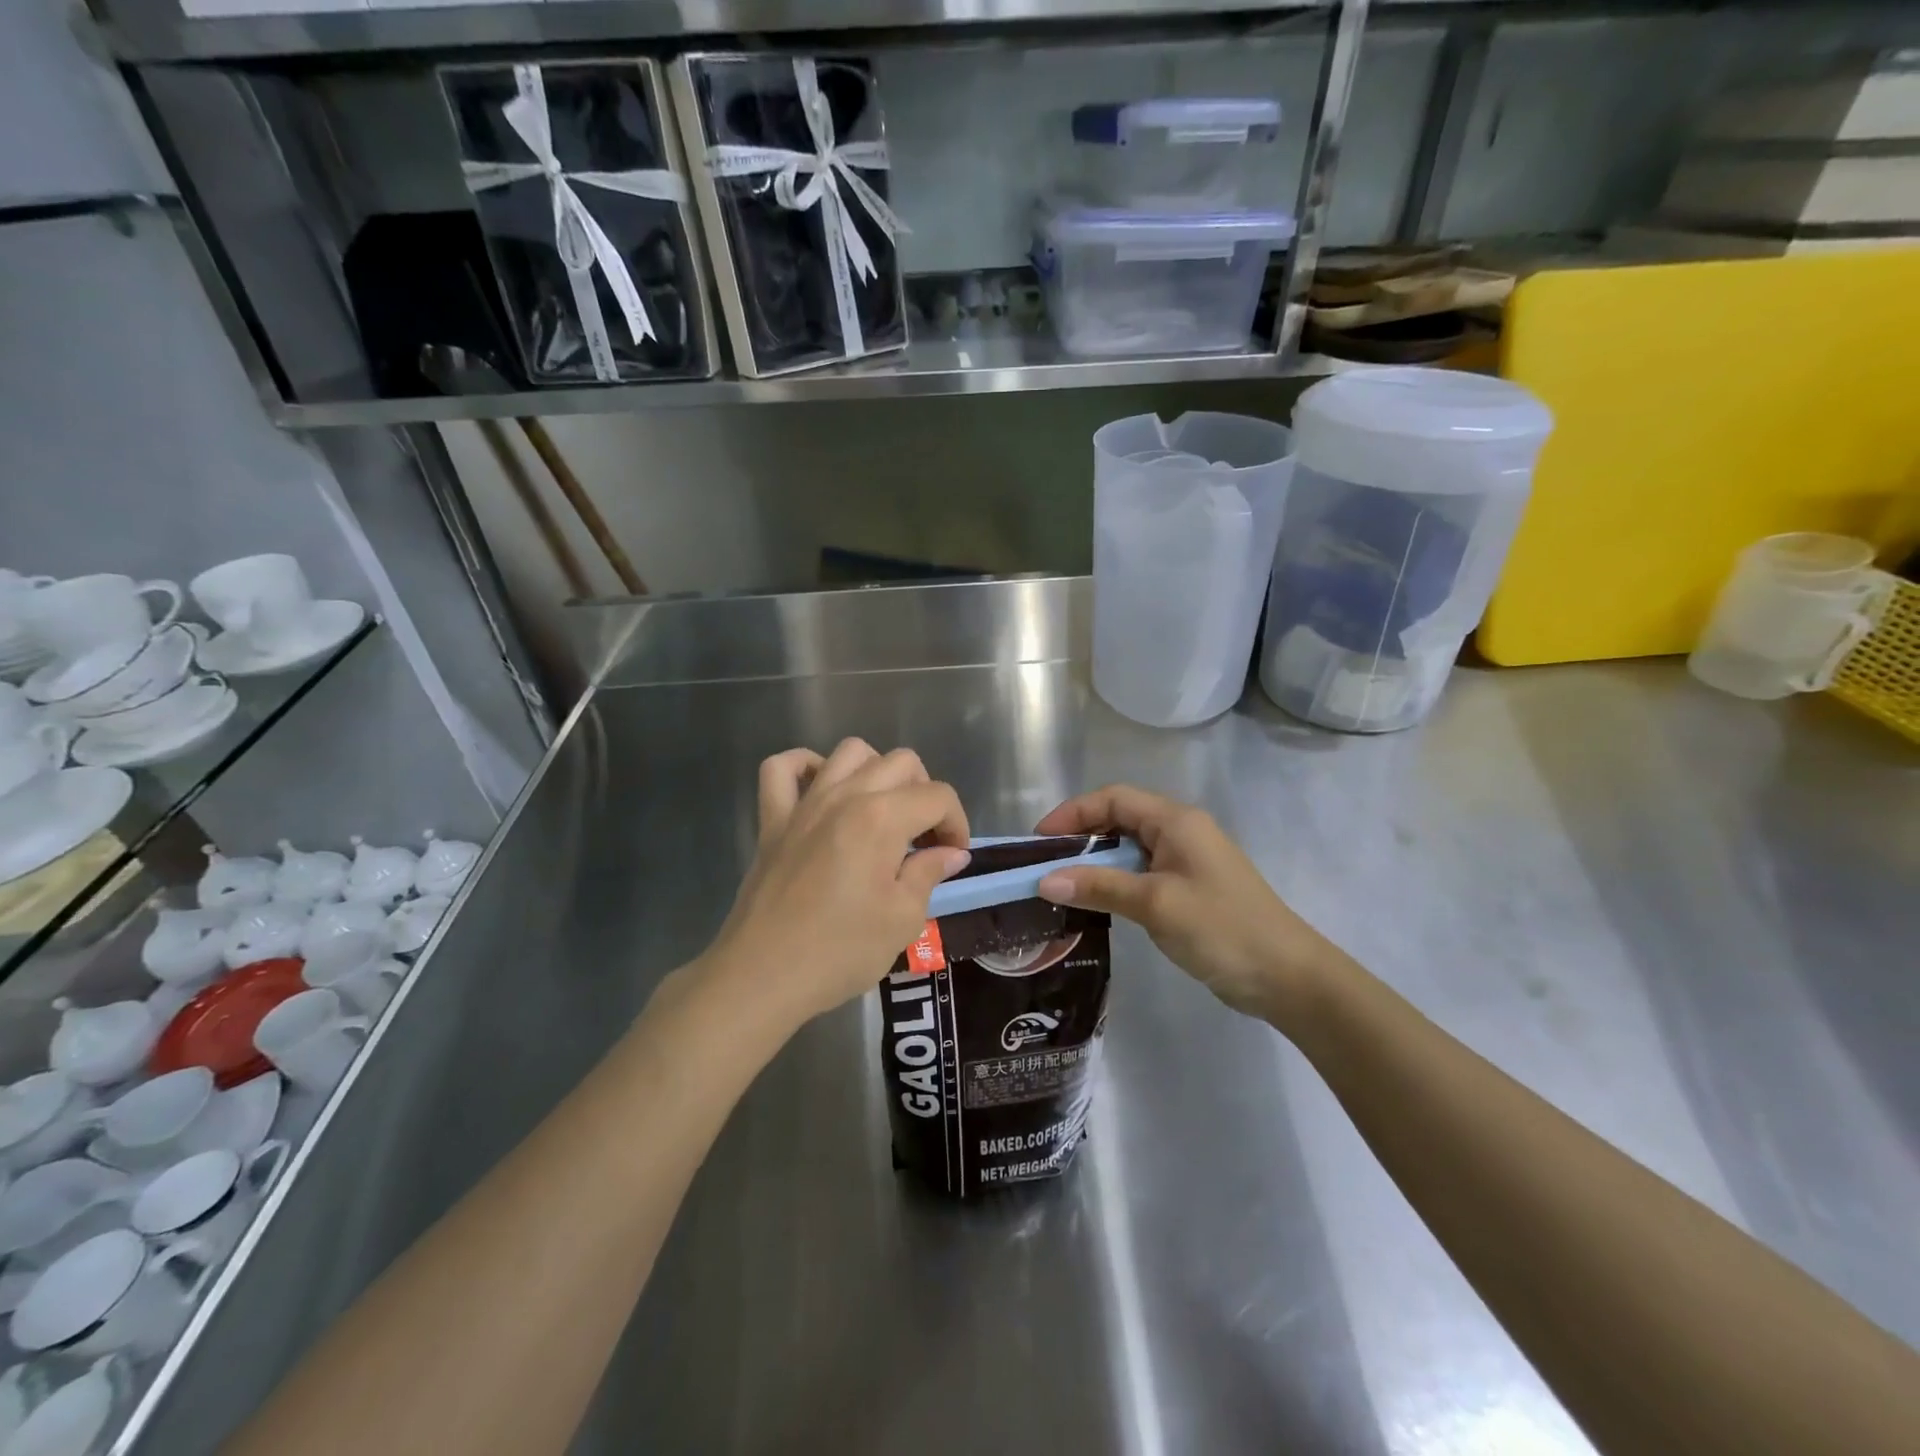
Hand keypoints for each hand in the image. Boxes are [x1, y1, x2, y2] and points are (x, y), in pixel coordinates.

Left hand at [702, 739, 971, 1032]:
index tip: (953, 856)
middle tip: (924, 837)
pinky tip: (821, 789)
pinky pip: (781, 768)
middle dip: (925, 793)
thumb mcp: (902, 918)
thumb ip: (929, 873)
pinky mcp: (773, 819)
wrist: (763, 975)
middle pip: (901, 762)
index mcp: (882, 817)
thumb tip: (950, 852)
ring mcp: (804, 803)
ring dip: (876, 771)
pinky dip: (804, 766)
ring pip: (849, 752)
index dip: (956, 822)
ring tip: (882, 810)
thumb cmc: (841, 951)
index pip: (937, 796)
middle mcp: (845, 795)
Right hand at [1032, 785, 1343, 1028]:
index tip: (1039, 841)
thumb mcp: (1155, 904)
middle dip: (1079, 837)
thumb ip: (1100, 887)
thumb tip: (1045, 879)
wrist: (1287, 976)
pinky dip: (1113, 882)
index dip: (1072, 813)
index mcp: (1176, 821)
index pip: (1112, 799)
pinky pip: (1140, 873)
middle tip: (1044, 865)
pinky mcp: (1188, 888)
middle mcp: (1180, 831)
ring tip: (1060, 885)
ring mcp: (1185, 861)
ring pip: (1128, 848)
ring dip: (1095, 862)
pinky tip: (1095, 903)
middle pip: (1118, 819)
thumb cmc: (1222, 928)